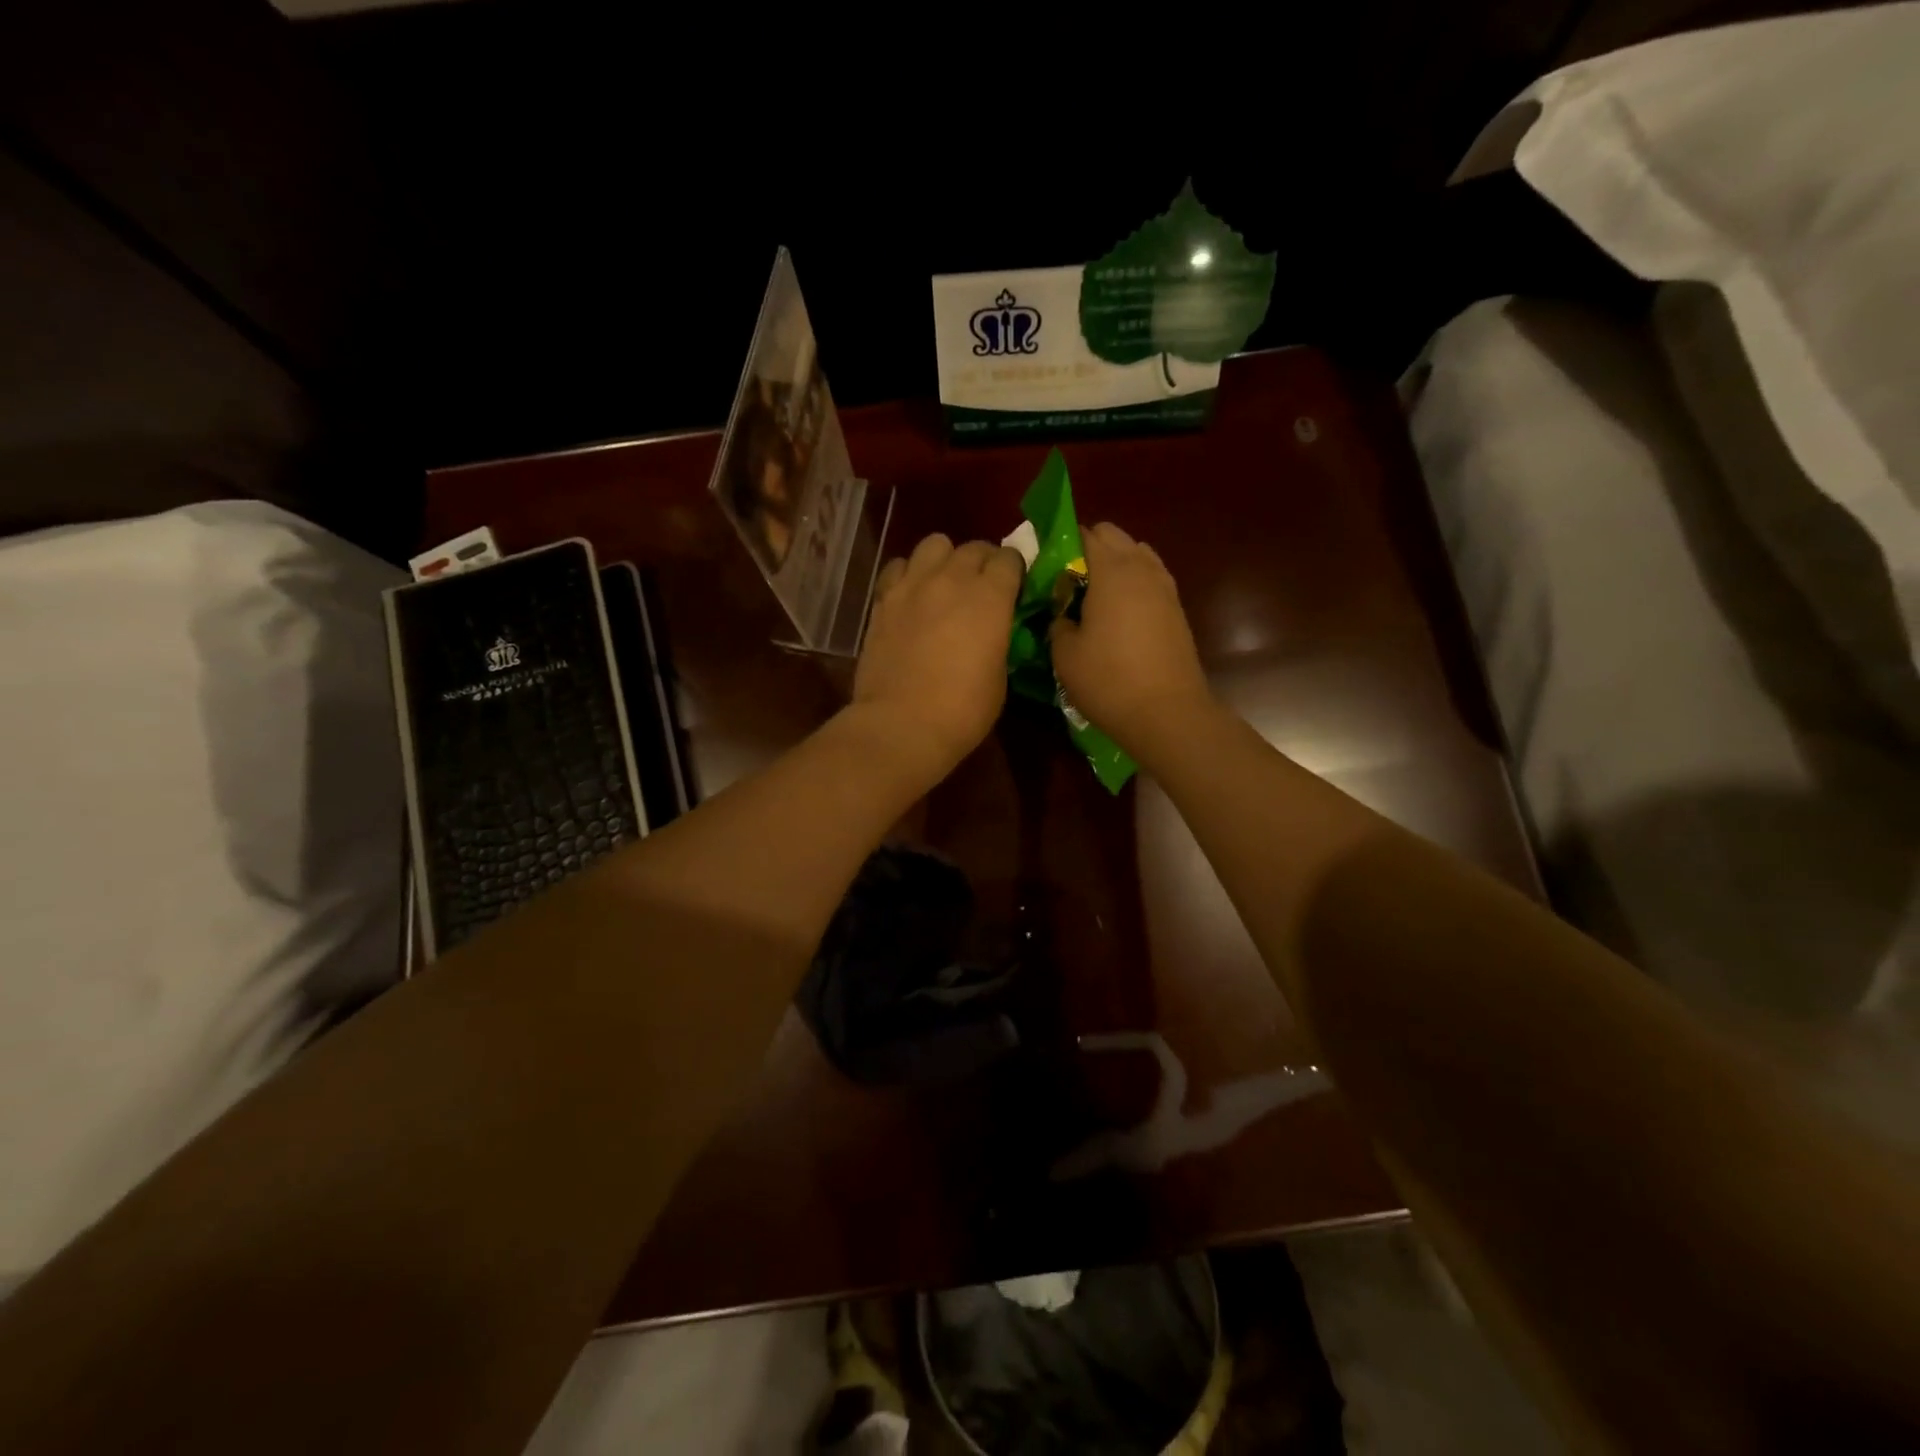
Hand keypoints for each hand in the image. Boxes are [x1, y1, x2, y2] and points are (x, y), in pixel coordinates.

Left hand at [852, 533, 1024, 779]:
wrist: (902, 724)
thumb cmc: (963, 710)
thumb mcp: (1000, 675)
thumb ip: (999, 638)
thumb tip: (993, 629)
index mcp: (991, 596)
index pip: (1009, 558)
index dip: (1014, 571)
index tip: (1014, 589)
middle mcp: (952, 578)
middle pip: (973, 547)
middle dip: (983, 562)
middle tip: (982, 587)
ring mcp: (913, 584)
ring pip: (934, 544)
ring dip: (945, 559)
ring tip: (945, 583)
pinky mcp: (883, 598)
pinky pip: (899, 566)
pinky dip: (909, 573)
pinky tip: (912, 595)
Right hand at [1051, 521, 1211, 751]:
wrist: (1167, 713)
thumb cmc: (1109, 680)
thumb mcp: (1065, 654)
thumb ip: (1058, 623)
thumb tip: (1063, 615)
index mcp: (1111, 570)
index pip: (1085, 534)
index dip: (1061, 543)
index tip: (1045, 566)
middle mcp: (1141, 568)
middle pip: (1114, 536)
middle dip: (1089, 549)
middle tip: (1067, 581)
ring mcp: (1165, 588)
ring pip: (1137, 555)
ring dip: (1114, 565)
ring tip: (1094, 596)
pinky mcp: (1176, 610)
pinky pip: (1150, 579)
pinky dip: (1133, 584)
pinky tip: (1118, 613)